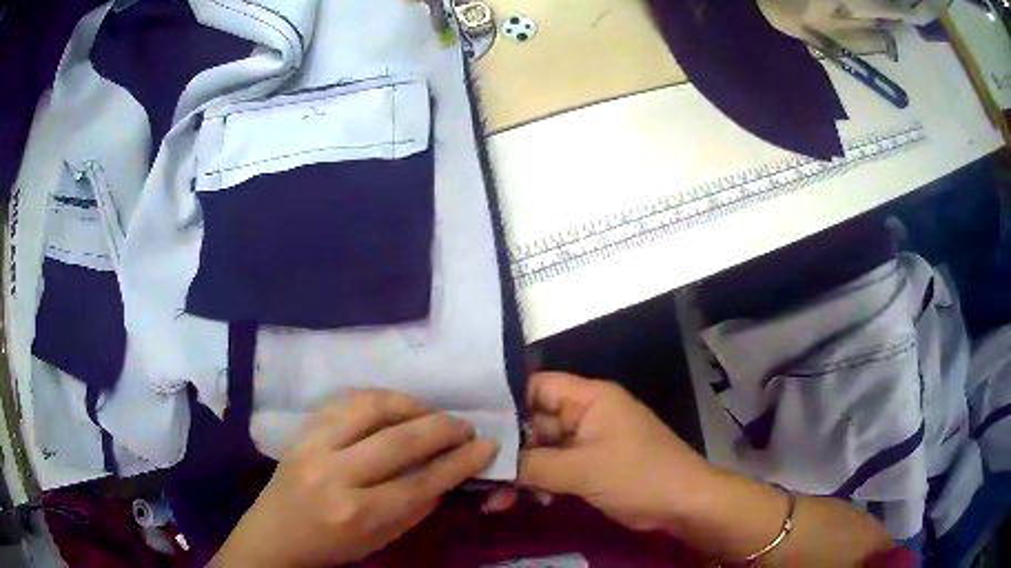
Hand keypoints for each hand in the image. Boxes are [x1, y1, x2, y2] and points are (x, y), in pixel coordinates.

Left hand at [214, 389, 497, 566]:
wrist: (274, 534)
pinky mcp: (301, 430)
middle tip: (465, 426)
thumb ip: (415, 507)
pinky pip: (343, 400)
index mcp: (357, 513)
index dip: (460, 462)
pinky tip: (393, 405)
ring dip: (410, 404)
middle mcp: (334, 475)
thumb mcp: (380, 540)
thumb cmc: (331, 546)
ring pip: (370, 407)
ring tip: (431, 411)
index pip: (421, 482)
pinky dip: (376, 398)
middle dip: (442, 428)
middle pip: (400, 441)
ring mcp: (313, 446)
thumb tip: (448, 473)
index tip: (488, 445)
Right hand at [488, 372, 713, 533]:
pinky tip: (521, 502)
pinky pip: (555, 469)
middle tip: (474, 472)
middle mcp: (586, 415)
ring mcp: (588, 442)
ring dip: (520, 473)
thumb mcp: (583, 470)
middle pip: (534, 423)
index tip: (470, 426)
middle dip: (507, 450)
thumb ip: (534, 464)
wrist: (683, 504)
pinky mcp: (591, 466)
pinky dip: (538, 484)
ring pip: (542, 451)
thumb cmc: (638, 476)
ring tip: (494, 499)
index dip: (503, 402)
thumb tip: (492, 462)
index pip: (536, 386)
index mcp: (589, 398)